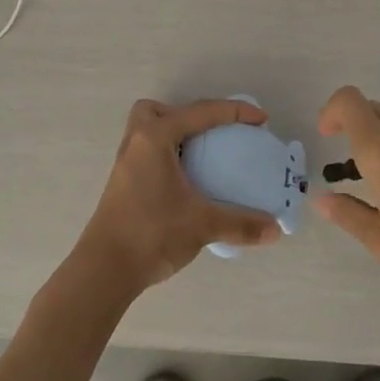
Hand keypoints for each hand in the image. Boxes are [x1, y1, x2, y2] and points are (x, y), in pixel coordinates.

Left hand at [73, 98, 281, 298]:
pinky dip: (167, 154)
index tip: (261, 119)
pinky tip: (184, 181)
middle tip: (213, 134)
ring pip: (148, 130)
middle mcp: (137, 141)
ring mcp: (126, 162)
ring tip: (200, 155)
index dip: (235, 112)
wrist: (104, 269)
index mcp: (155, 137)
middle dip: (187, 115)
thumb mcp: (201, 224)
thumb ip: (240, 224)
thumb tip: (275, 230)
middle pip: (159, 110)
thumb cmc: (151, 233)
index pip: (201, 112)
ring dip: (174, 134)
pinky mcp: (123, 182)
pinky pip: (148, 151)